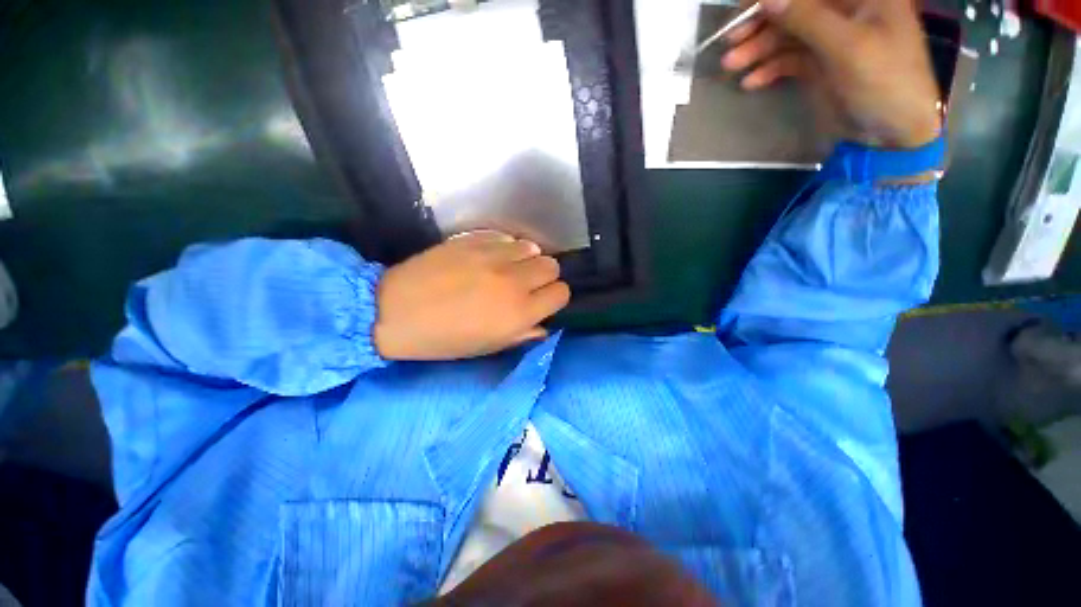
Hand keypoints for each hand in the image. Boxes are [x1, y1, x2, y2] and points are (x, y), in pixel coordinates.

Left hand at [373, 231, 570, 360]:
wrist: (395, 311)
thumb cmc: (443, 339)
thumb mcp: (487, 347)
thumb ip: (522, 335)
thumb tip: (542, 326)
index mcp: (519, 313)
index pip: (561, 293)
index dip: (554, 297)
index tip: (542, 301)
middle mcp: (514, 282)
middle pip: (552, 266)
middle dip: (544, 277)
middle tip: (526, 285)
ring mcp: (494, 257)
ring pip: (532, 248)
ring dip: (526, 260)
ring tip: (508, 268)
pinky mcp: (475, 240)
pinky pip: (506, 238)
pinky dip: (506, 247)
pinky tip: (491, 257)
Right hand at [721, 0, 941, 148]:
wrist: (893, 132)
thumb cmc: (884, 81)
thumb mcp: (847, 46)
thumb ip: (807, 18)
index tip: (742, 8)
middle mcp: (845, 11)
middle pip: (795, 8)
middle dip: (761, 23)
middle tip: (729, 40)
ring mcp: (830, 39)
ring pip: (787, 35)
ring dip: (758, 49)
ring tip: (732, 66)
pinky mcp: (819, 65)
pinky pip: (788, 60)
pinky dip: (769, 69)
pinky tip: (751, 82)